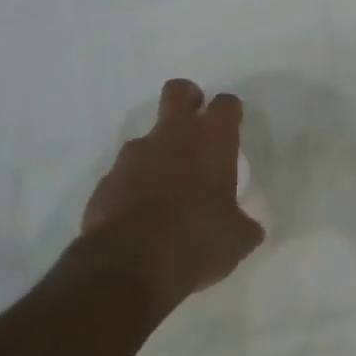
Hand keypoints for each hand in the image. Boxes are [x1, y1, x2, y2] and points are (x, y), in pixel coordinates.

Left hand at [75, 79, 264, 315]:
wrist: (128, 265)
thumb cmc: (196, 241)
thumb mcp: (236, 240)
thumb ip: (244, 224)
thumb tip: (248, 227)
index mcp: (212, 140)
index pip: (226, 105)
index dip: (230, 112)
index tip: (232, 127)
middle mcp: (173, 135)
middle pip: (179, 91)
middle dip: (189, 100)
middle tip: (196, 126)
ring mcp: (134, 154)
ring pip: (148, 135)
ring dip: (159, 151)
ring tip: (168, 188)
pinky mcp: (107, 179)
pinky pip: (125, 172)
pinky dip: (135, 183)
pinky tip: (141, 213)